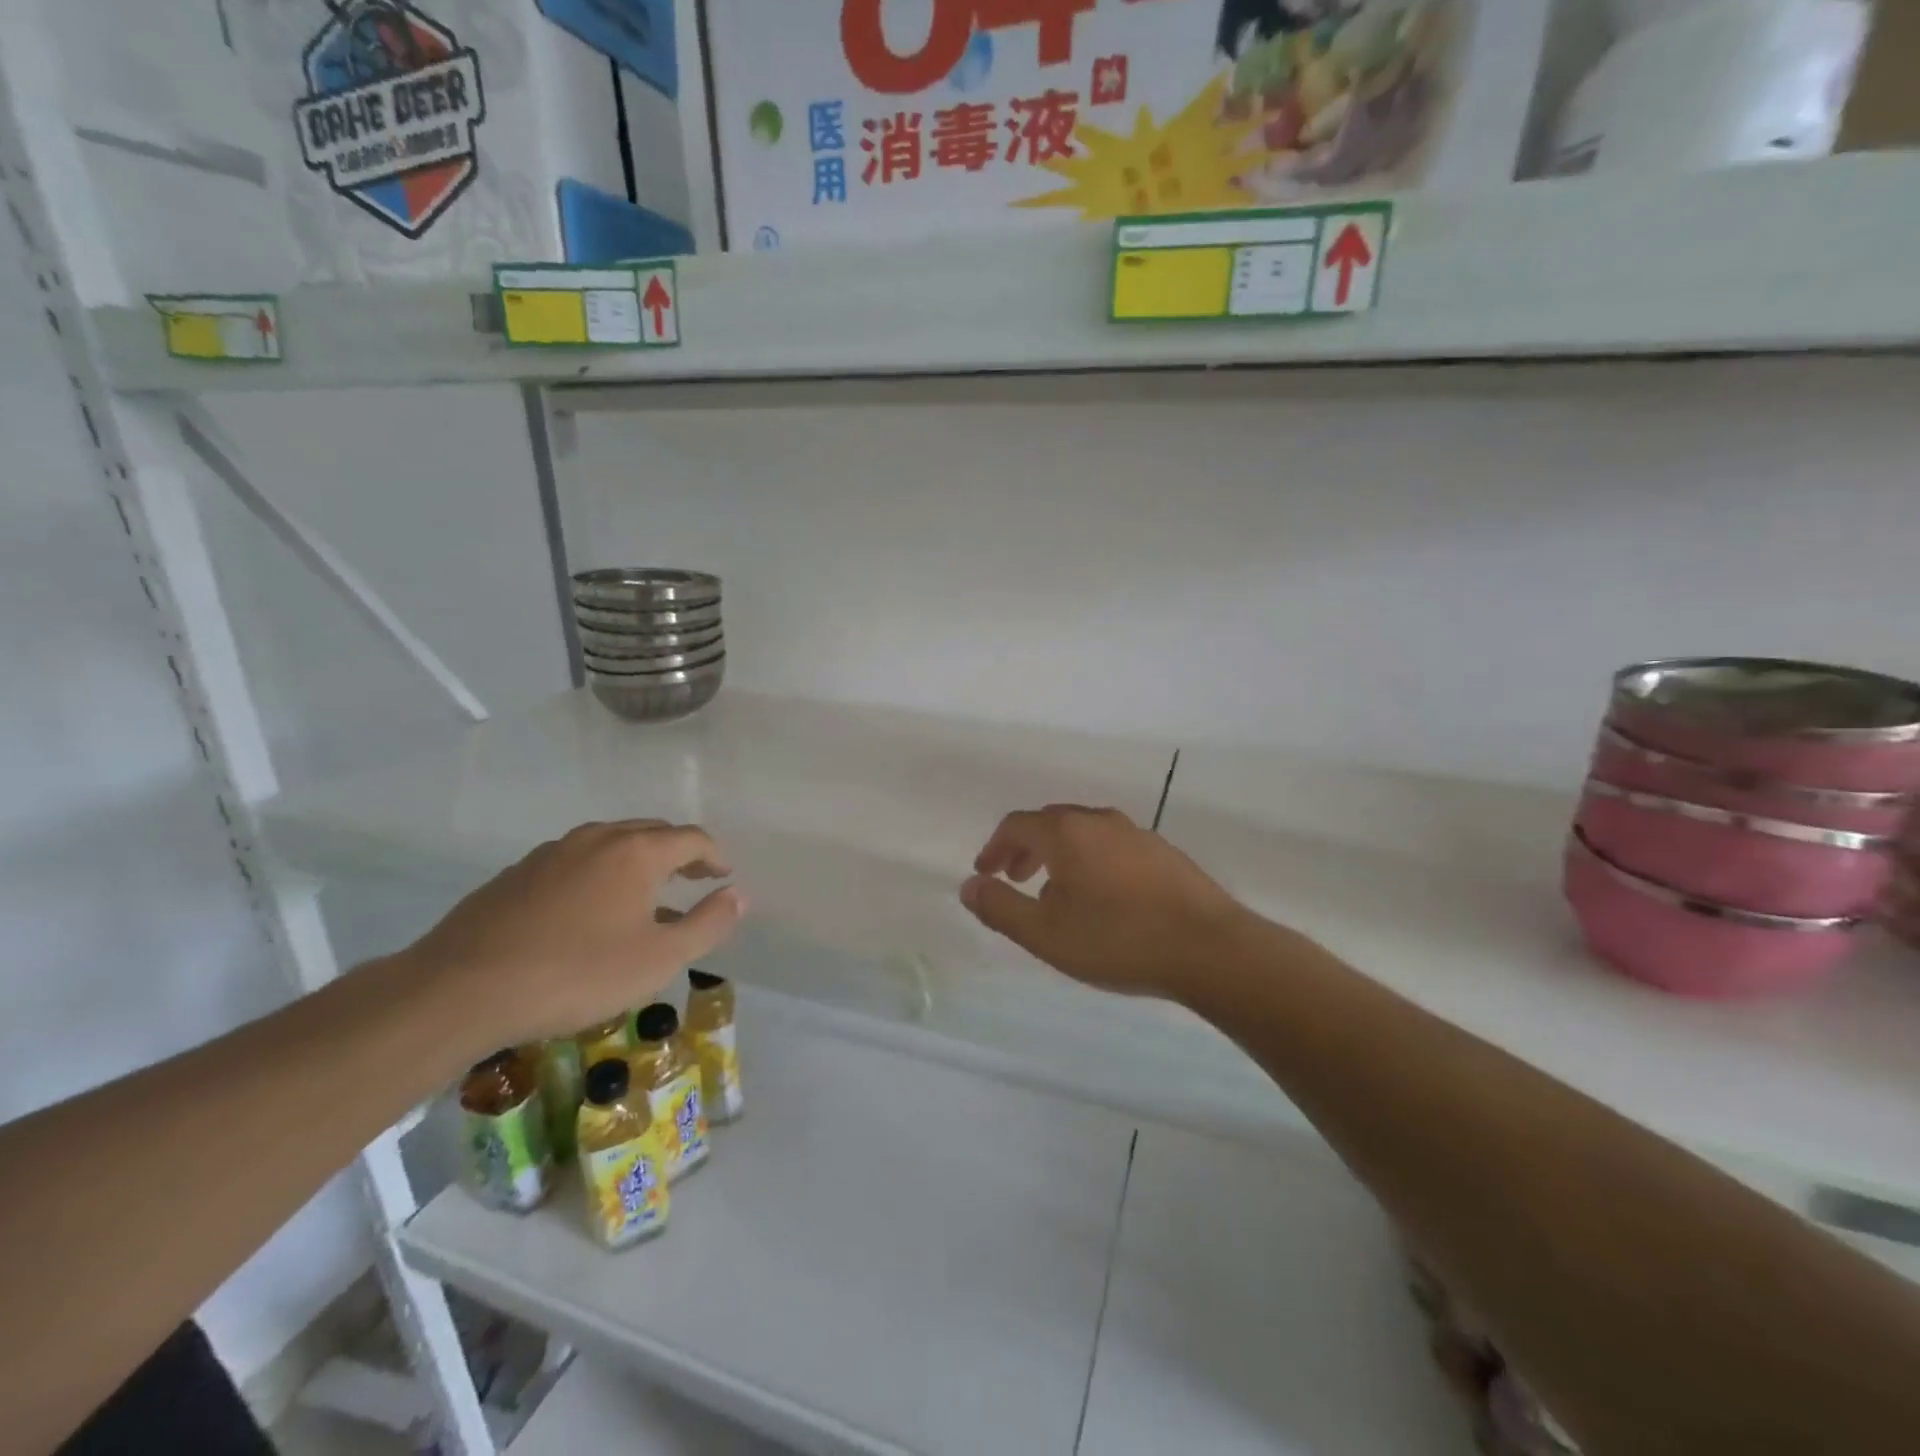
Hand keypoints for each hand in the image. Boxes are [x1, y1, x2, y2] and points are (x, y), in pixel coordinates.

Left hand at [400, 820, 744, 1058]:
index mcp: (637, 852)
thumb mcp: (659, 959)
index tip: (724, 876)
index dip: (714, 856)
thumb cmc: (576, 974)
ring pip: (610, 844)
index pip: (691, 838)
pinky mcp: (517, 873)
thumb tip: (739, 895)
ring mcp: (552, 852)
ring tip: (645, 896)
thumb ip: (708, 924)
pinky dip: (599, 874)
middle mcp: (598, 838)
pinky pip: (576, 861)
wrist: (460, 990)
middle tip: (693, 879)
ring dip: (638, 861)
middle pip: (652, 832)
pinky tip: (589, 911)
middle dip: (679, 852)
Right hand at [960, 805, 1254, 1000]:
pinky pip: (1112, 846)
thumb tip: (969, 886)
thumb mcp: (1045, 933)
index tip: (985, 872)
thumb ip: (1000, 908)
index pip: (1016, 825)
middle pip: (1050, 823)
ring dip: (1059, 855)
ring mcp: (1136, 833)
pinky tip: (1102, 898)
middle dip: (1025, 849)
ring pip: (1084, 834)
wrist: (1209, 948)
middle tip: (1014, 878)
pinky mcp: (1164, 852)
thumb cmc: (1117, 939)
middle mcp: (1099, 820)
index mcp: (1066, 832)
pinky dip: (1091, 861)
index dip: (994, 847)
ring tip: (1055, 891)